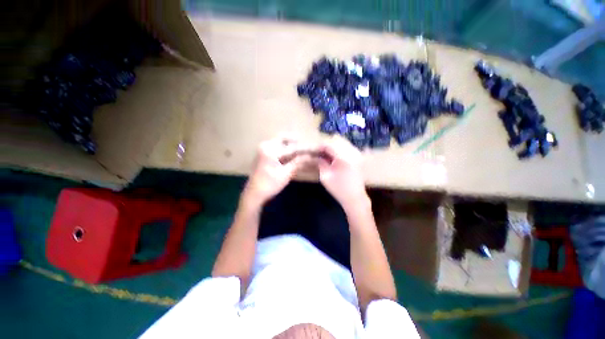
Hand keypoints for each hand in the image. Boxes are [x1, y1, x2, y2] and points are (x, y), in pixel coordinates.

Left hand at [243, 135, 311, 205]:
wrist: (254, 194)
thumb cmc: (270, 185)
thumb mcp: (286, 174)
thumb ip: (298, 163)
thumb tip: (311, 157)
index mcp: (270, 150)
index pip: (291, 147)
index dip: (303, 148)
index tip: (314, 148)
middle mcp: (265, 145)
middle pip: (283, 138)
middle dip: (295, 141)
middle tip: (306, 147)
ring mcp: (262, 149)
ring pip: (279, 141)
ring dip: (290, 144)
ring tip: (301, 151)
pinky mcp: (262, 154)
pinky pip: (276, 146)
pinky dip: (284, 148)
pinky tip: (291, 154)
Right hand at [317, 136, 369, 213]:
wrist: (355, 198)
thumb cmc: (338, 189)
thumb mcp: (325, 176)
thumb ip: (319, 162)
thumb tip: (313, 156)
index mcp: (344, 157)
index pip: (329, 144)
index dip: (319, 146)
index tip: (312, 150)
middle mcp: (352, 152)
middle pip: (336, 140)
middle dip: (325, 145)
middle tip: (318, 153)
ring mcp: (357, 153)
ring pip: (342, 142)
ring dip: (332, 146)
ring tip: (324, 155)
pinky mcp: (358, 156)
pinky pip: (346, 147)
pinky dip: (338, 149)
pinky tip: (333, 157)